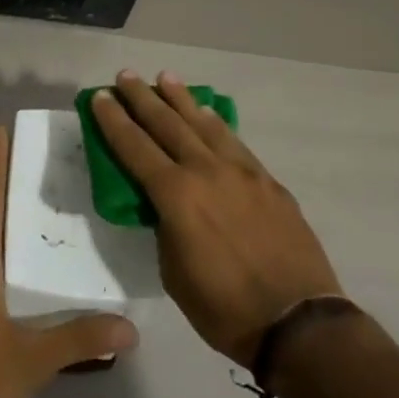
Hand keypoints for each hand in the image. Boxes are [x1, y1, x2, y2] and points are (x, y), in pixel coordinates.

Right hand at [91, 71, 342, 367]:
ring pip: (203, 123)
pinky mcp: (267, 179)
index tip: (100, 97)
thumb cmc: (225, 309)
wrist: (298, 322)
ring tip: (165, 77)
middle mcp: (206, 171)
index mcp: (177, 196)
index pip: (135, 148)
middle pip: (167, 124)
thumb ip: (165, 228)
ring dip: (181, 99)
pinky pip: (233, 140)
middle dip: (142, 98)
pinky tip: (207, 114)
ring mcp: (241, 171)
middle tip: (126, 75)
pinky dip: (215, 122)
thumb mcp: (175, 274)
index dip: (114, 121)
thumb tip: (165, 206)